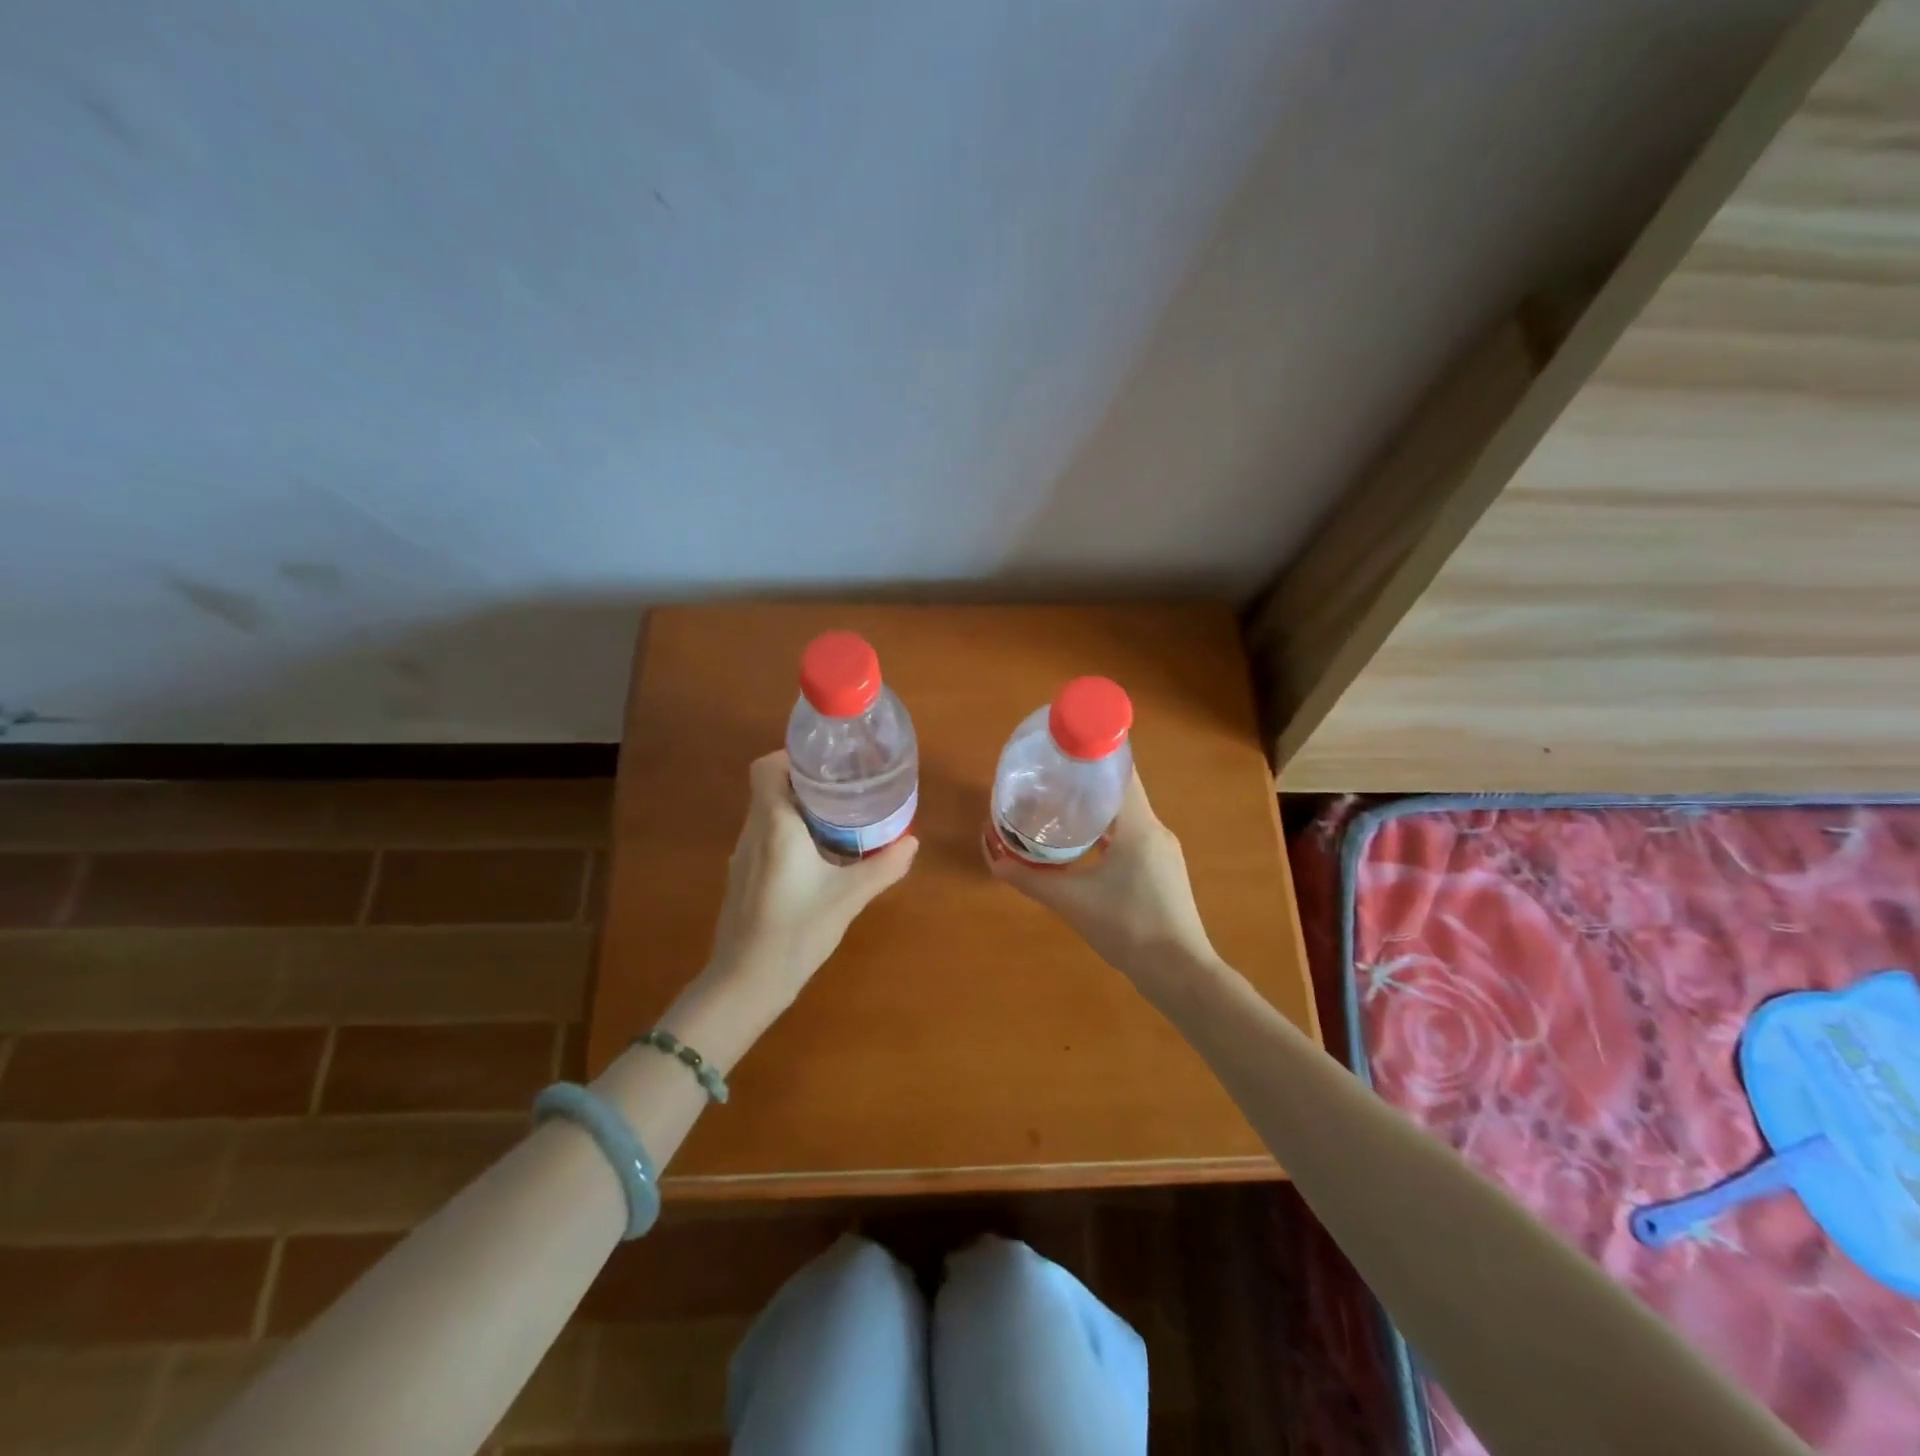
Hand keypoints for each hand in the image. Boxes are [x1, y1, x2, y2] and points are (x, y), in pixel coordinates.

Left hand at [705, 750, 918, 1009]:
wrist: (746, 983)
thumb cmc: (797, 932)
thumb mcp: (849, 897)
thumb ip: (884, 867)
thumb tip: (912, 841)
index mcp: (775, 825)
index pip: (767, 768)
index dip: (791, 757)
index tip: (827, 765)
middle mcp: (753, 832)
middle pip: (770, 787)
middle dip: (805, 782)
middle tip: (845, 788)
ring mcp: (743, 856)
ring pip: (767, 813)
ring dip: (797, 808)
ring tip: (837, 817)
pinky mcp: (743, 878)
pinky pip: (765, 838)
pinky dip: (789, 833)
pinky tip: (817, 856)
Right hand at [982, 769, 1213, 983]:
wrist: (1179, 973)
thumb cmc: (1127, 926)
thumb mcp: (1071, 901)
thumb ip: (1030, 879)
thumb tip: (994, 861)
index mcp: (1139, 825)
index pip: (1120, 772)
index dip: (1093, 756)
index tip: (1062, 752)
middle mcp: (1155, 830)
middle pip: (1120, 792)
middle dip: (1086, 784)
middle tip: (1050, 780)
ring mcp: (1163, 853)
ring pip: (1126, 817)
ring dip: (1097, 811)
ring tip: (1059, 810)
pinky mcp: (1163, 872)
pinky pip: (1132, 838)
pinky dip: (1108, 835)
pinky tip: (1084, 848)